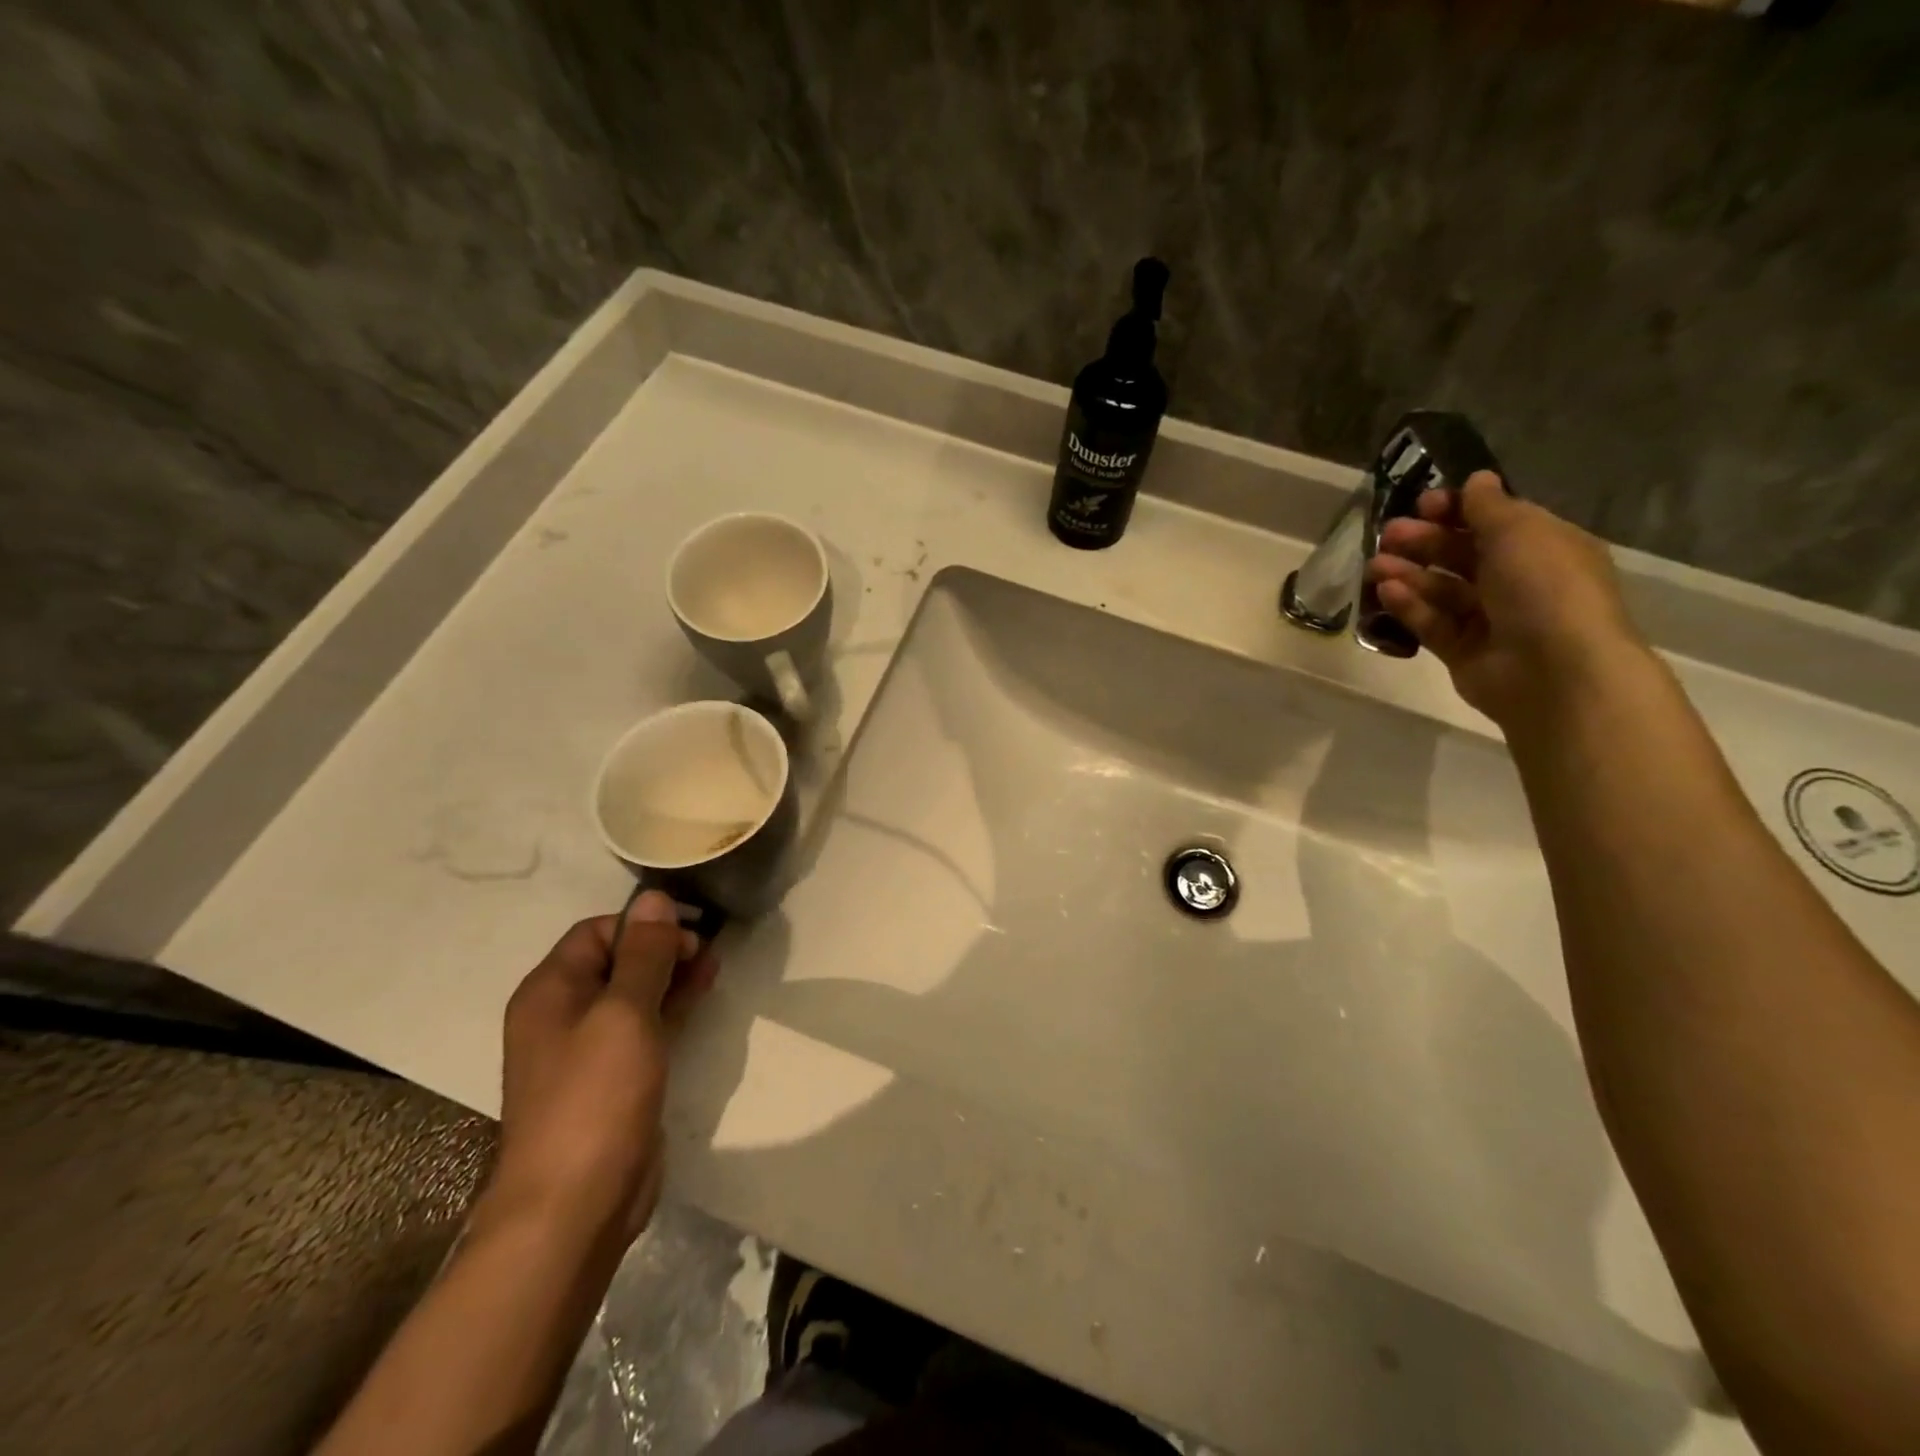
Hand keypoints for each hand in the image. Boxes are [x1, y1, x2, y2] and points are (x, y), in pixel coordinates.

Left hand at [478, 892, 718, 1251]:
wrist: (575, 1205)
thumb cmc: (595, 1096)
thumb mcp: (624, 1013)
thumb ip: (645, 954)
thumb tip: (655, 897)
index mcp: (550, 991)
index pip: (598, 932)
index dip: (644, 925)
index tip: (690, 931)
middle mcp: (563, 1015)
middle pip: (617, 961)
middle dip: (663, 949)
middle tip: (709, 952)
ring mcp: (589, 1050)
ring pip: (635, 994)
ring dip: (672, 977)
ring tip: (714, 968)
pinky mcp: (614, 1079)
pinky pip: (643, 1028)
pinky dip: (671, 1009)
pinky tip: (700, 999)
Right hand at [1367, 471, 1649, 727]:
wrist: (1555, 671)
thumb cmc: (1545, 588)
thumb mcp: (1520, 532)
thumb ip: (1489, 506)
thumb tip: (1476, 480)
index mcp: (1542, 547)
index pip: (1493, 521)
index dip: (1457, 510)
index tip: (1422, 504)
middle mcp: (1517, 581)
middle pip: (1462, 554)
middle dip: (1424, 541)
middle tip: (1388, 534)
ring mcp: (1489, 618)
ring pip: (1441, 589)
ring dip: (1408, 573)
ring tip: (1375, 566)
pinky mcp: (1462, 650)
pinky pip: (1431, 622)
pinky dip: (1410, 606)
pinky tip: (1387, 592)